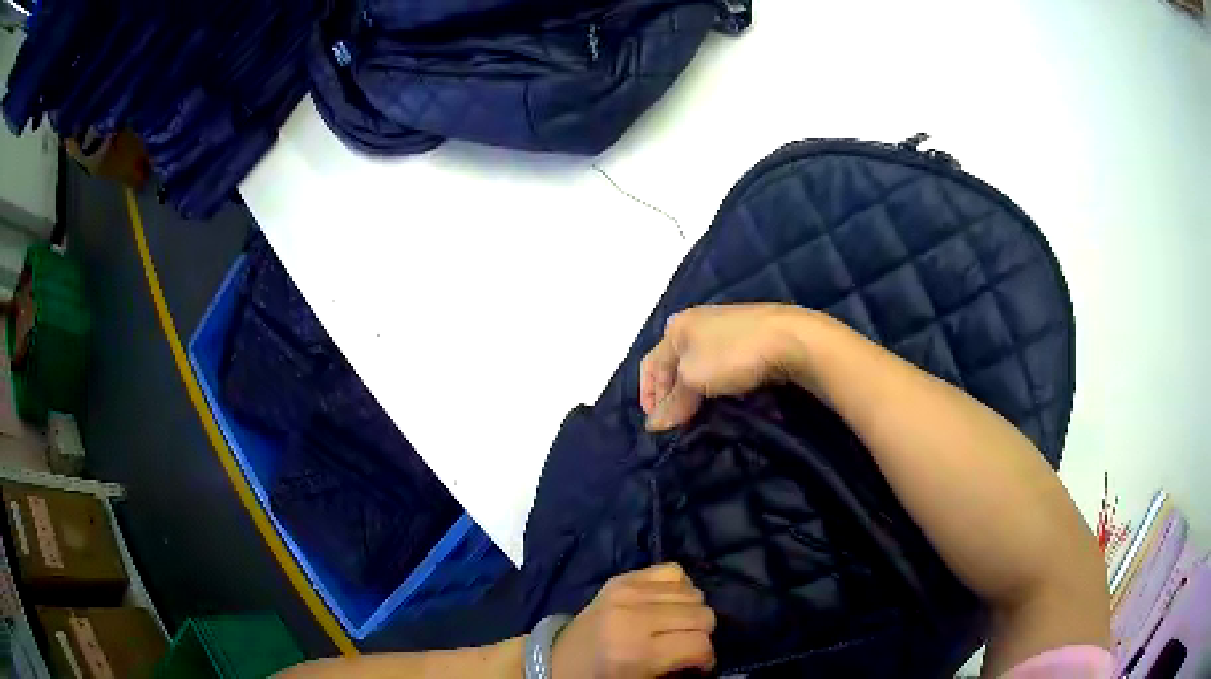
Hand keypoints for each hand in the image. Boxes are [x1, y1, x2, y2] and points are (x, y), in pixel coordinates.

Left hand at [551, 563, 716, 677]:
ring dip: (691, 611)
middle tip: (687, 646)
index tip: (699, 666)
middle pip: (702, 614)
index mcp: (635, 651)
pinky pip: (673, 570)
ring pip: (693, 592)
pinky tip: (667, 605)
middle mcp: (633, 616)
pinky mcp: (621, 578)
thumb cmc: (601, 678)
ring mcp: (626, 591)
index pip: (699, 644)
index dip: (707, 658)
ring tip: (676, 626)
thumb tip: (706, 655)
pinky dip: (678, 588)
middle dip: (702, 634)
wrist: (560, 659)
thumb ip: (678, 667)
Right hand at [640, 304, 807, 430]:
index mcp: (678, 327)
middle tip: (679, 424)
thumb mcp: (694, 379)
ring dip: (697, 394)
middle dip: (673, 396)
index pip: (650, 364)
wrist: (791, 339)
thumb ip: (673, 402)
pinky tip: (727, 399)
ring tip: (702, 417)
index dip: (647, 394)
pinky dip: (719, 385)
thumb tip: (653, 425)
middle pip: (675, 366)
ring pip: (701, 367)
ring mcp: (727, 330)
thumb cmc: (732, 354)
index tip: (655, 423)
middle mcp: (699, 324)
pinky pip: (724, 367)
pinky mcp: (751, 340)